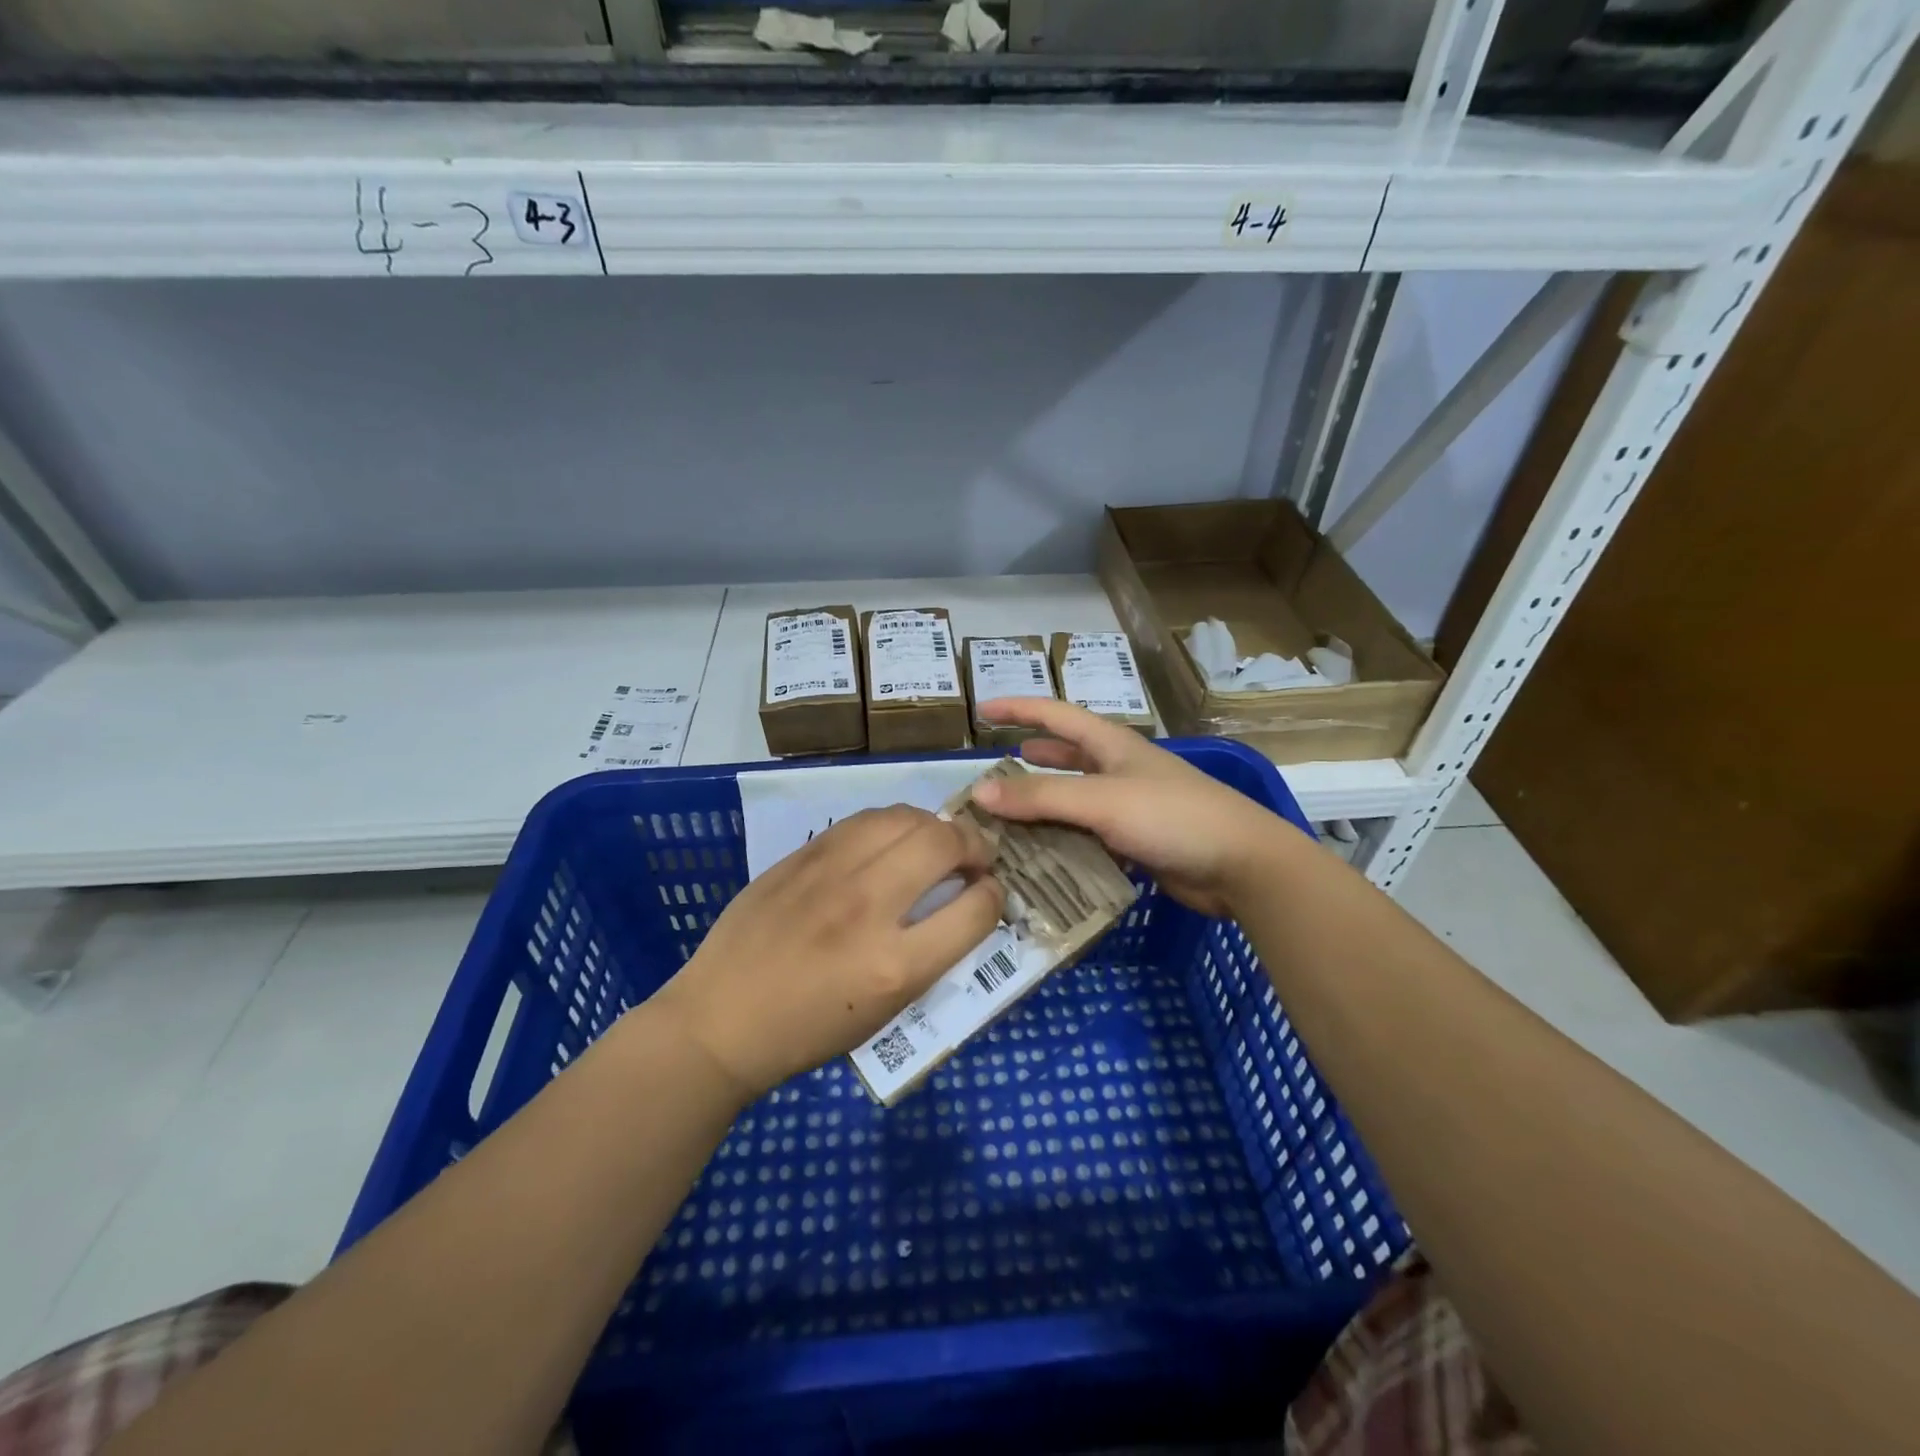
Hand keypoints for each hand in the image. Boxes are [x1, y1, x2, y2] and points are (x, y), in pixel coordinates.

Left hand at [653, 806, 1003, 1100]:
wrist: (722, 1019)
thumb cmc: (809, 1031)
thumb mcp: (886, 1010)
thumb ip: (932, 953)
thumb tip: (964, 903)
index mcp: (895, 966)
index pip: (976, 908)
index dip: (995, 897)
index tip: (988, 895)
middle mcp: (869, 908)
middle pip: (945, 844)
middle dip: (975, 846)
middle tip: (973, 860)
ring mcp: (832, 873)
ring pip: (907, 818)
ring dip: (936, 826)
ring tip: (936, 842)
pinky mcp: (804, 855)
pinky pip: (865, 819)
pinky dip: (894, 824)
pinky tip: (893, 839)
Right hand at [973, 697, 1289, 918]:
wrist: (1242, 865)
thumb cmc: (1172, 817)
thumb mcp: (1102, 800)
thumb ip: (1041, 796)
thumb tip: (979, 791)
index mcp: (1111, 745)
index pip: (1055, 715)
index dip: (1018, 708)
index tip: (981, 709)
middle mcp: (1118, 769)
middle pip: (1064, 755)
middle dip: (1029, 759)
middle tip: (991, 774)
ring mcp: (1129, 806)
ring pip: (1074, 799)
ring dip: (1042, 805)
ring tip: (1005, 817)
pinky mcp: (1136, 841)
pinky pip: (1087, 835)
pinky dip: (1062, 840)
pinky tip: (1040, 856)